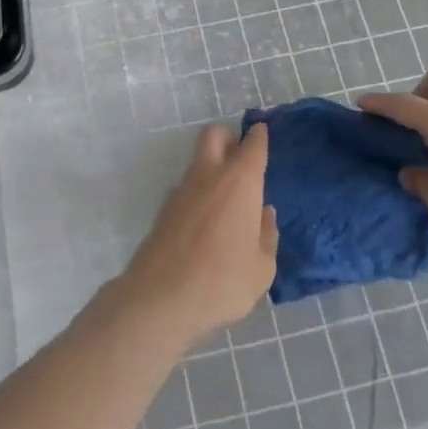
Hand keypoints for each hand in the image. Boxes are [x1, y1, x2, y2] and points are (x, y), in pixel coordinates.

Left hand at [113, 124, 278, 345]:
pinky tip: (206, 223)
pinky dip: (198, 194)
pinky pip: (187, 189)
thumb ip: (267, 236)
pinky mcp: (164, 209)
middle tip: (240, 159)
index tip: (262, 132)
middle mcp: (210, 175)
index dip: (259, 136)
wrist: (160, 297)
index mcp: (240, 181)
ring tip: (226, 201)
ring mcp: (182, 189)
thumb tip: (264, 214)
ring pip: (198, 161)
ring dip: (212, 168)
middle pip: (215, 135)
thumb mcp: (261, 268)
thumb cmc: (222, 280)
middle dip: (228, 138)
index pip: (253, 145)